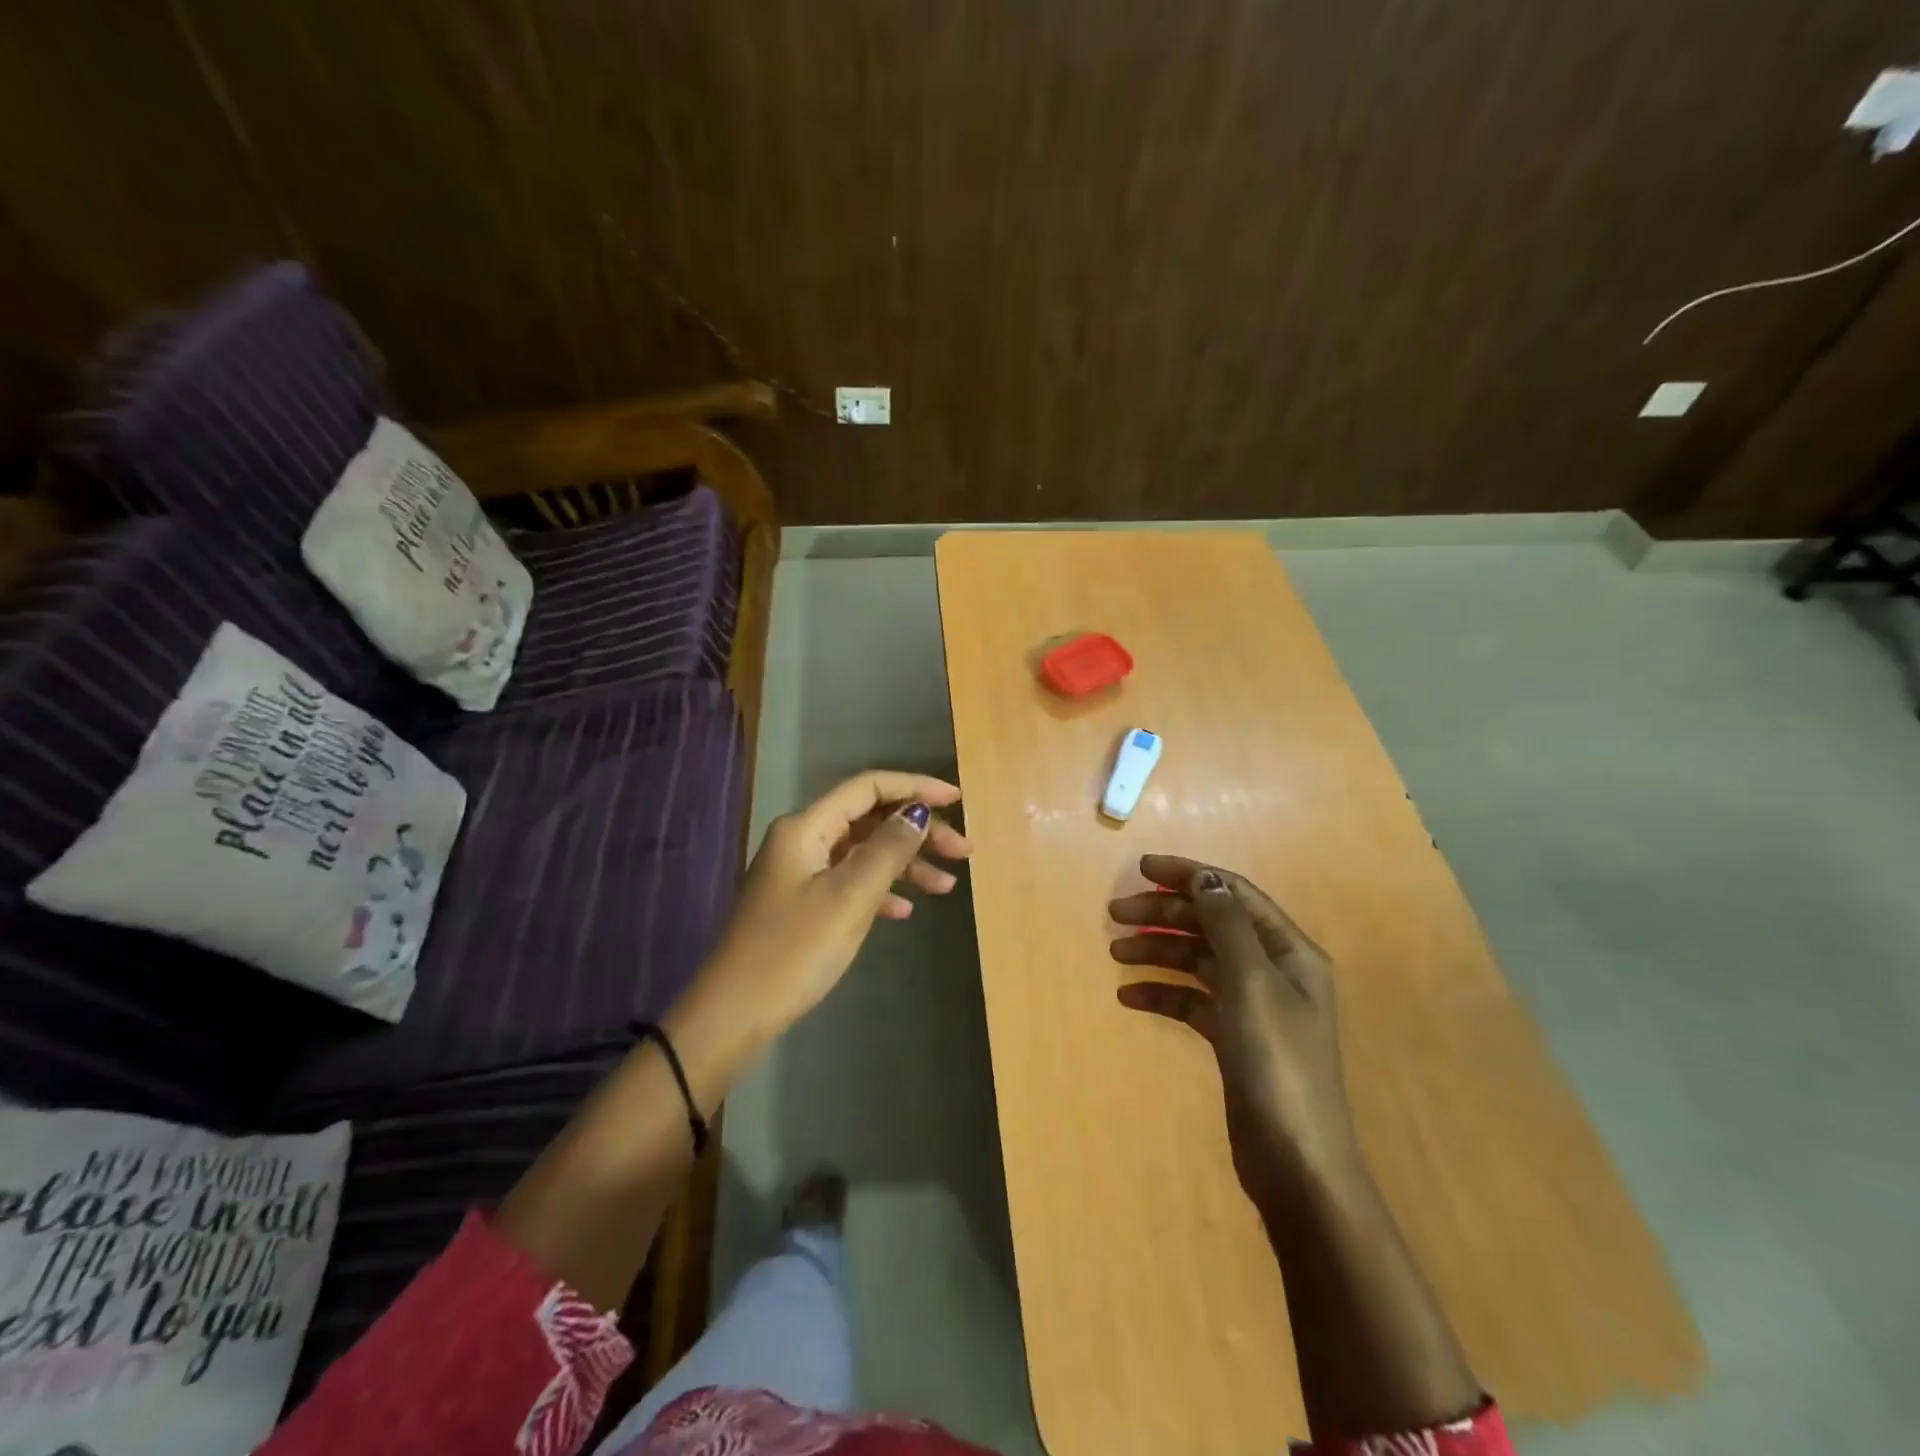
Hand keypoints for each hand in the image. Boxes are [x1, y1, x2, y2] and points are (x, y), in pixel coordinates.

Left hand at [704, 771, 971, 1035]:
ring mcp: (799, 874)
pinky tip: (905, 910)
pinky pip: (850, 883)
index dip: (916, 787)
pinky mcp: (800, 905)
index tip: (958, 800)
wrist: (733, 1014)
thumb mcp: (850, 897)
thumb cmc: (794, 950)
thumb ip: (888, 849)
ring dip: (905, 863)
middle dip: (918, 830)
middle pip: (869, 819)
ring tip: (946, 886)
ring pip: (863, 853)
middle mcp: (802, 841)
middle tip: (963, 852)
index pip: (869, 788)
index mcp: (807, 827)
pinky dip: (880, 890)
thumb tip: (917, 812)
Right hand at [1109, 856, 1360, 1198]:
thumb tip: (1204, 877)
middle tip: (1115, 913)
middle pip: (1210, 924)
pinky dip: (1162, 993)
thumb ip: (1227, 924)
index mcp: (1287, 950)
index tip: (1141, 869)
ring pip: (1197, 960)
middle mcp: (1272, 970)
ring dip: (1157, 951)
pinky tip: (1130, 997)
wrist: (1294, 1160)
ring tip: (1115, 952)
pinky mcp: (1233, 1037)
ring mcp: (1252, 1005)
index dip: (1188, 876)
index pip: (1232, 893)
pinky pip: (1191, 1000)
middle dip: (1164, 914)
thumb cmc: (1276, 1061)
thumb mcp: (1251, 982)